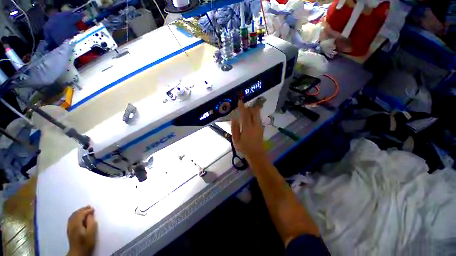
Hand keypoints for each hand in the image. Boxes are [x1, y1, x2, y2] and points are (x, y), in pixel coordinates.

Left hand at [67, 206, 96, 255]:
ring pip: (72, 216)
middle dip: (82, 209)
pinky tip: (79, 216)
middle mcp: (71, 224)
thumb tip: (90, 214)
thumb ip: (91, 222)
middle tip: (89, 206)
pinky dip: (75, 215)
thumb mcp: (92, 232)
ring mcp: (69, 227)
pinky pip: (71, 219)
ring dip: (78, 212)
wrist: (79, 252)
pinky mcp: (69, 230)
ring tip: (85, 209)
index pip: (81, 214)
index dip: (87, 210)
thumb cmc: (87, 242)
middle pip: (75, 214)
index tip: (93, 208)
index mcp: (76, 224)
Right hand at [231, 101, 265, 158]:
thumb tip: (234, 118)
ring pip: (257, 114)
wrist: (256, 154)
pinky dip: (255, 114)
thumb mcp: (235, 139)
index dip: (242, 107)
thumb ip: (234, 128)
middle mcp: (255, 124)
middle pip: (253, 111)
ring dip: (252, 110)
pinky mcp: (261, 128)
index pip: (245, 114)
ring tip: (248, 109)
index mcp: (247, 127)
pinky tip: (251, 116)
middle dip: (249, 107)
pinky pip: (258, 118)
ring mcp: (259, 126)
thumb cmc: (244, 147)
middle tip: (244, 106)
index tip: (240, 101)